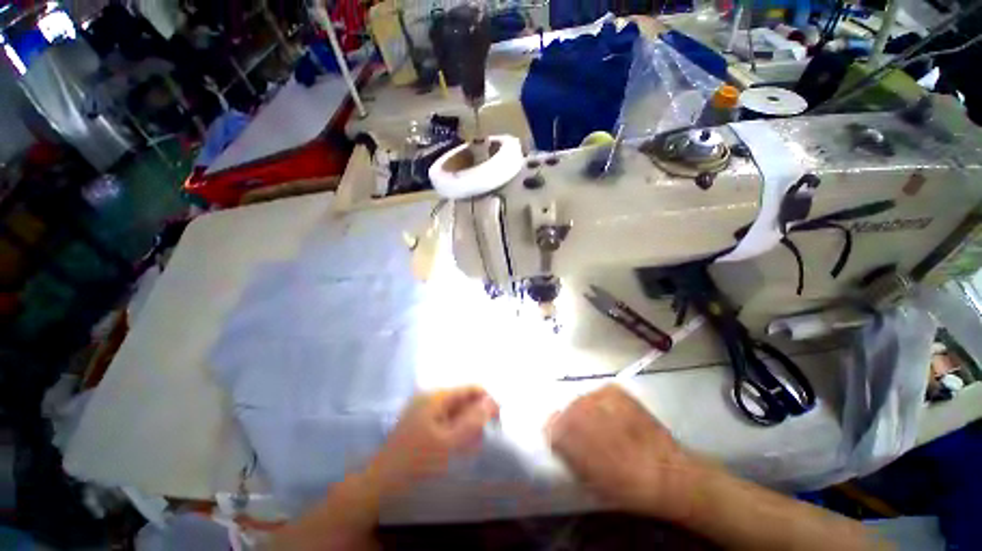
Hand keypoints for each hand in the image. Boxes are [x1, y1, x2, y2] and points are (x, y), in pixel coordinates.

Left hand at [368, 387, 498, 497]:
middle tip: (483, 438)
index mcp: (437, 396)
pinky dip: (455, 430)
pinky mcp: (420, 421)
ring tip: (471, 446)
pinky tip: (458, 446)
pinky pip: (445, 419)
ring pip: (455, 410)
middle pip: (463, 398)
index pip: (471, 388)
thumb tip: (492, 401)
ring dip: (467, 425)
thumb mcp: (449, 443)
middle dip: (476, 415)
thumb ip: (472, 421)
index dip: (487, 401)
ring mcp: (423, 408)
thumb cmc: (416, 462)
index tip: (498, 421)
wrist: (379, 483)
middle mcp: (430, 397)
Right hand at [547, 385, 705, 521]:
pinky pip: (601, 394)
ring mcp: (594, 395)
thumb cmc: (620, 483)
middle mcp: (574, 407)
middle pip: (567, 411)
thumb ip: (564, 451)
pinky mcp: (613, 389)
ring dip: (591, 412)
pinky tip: (619, 418)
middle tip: (593, 438)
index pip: (550, 425)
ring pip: (584, 401)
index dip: (559, 434)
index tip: (568, 443)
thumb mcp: (584, 475)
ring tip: (610, 428)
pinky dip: (606, 404)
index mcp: (564, 431)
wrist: (662, 471)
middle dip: (576, 422)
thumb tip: (554, 435)